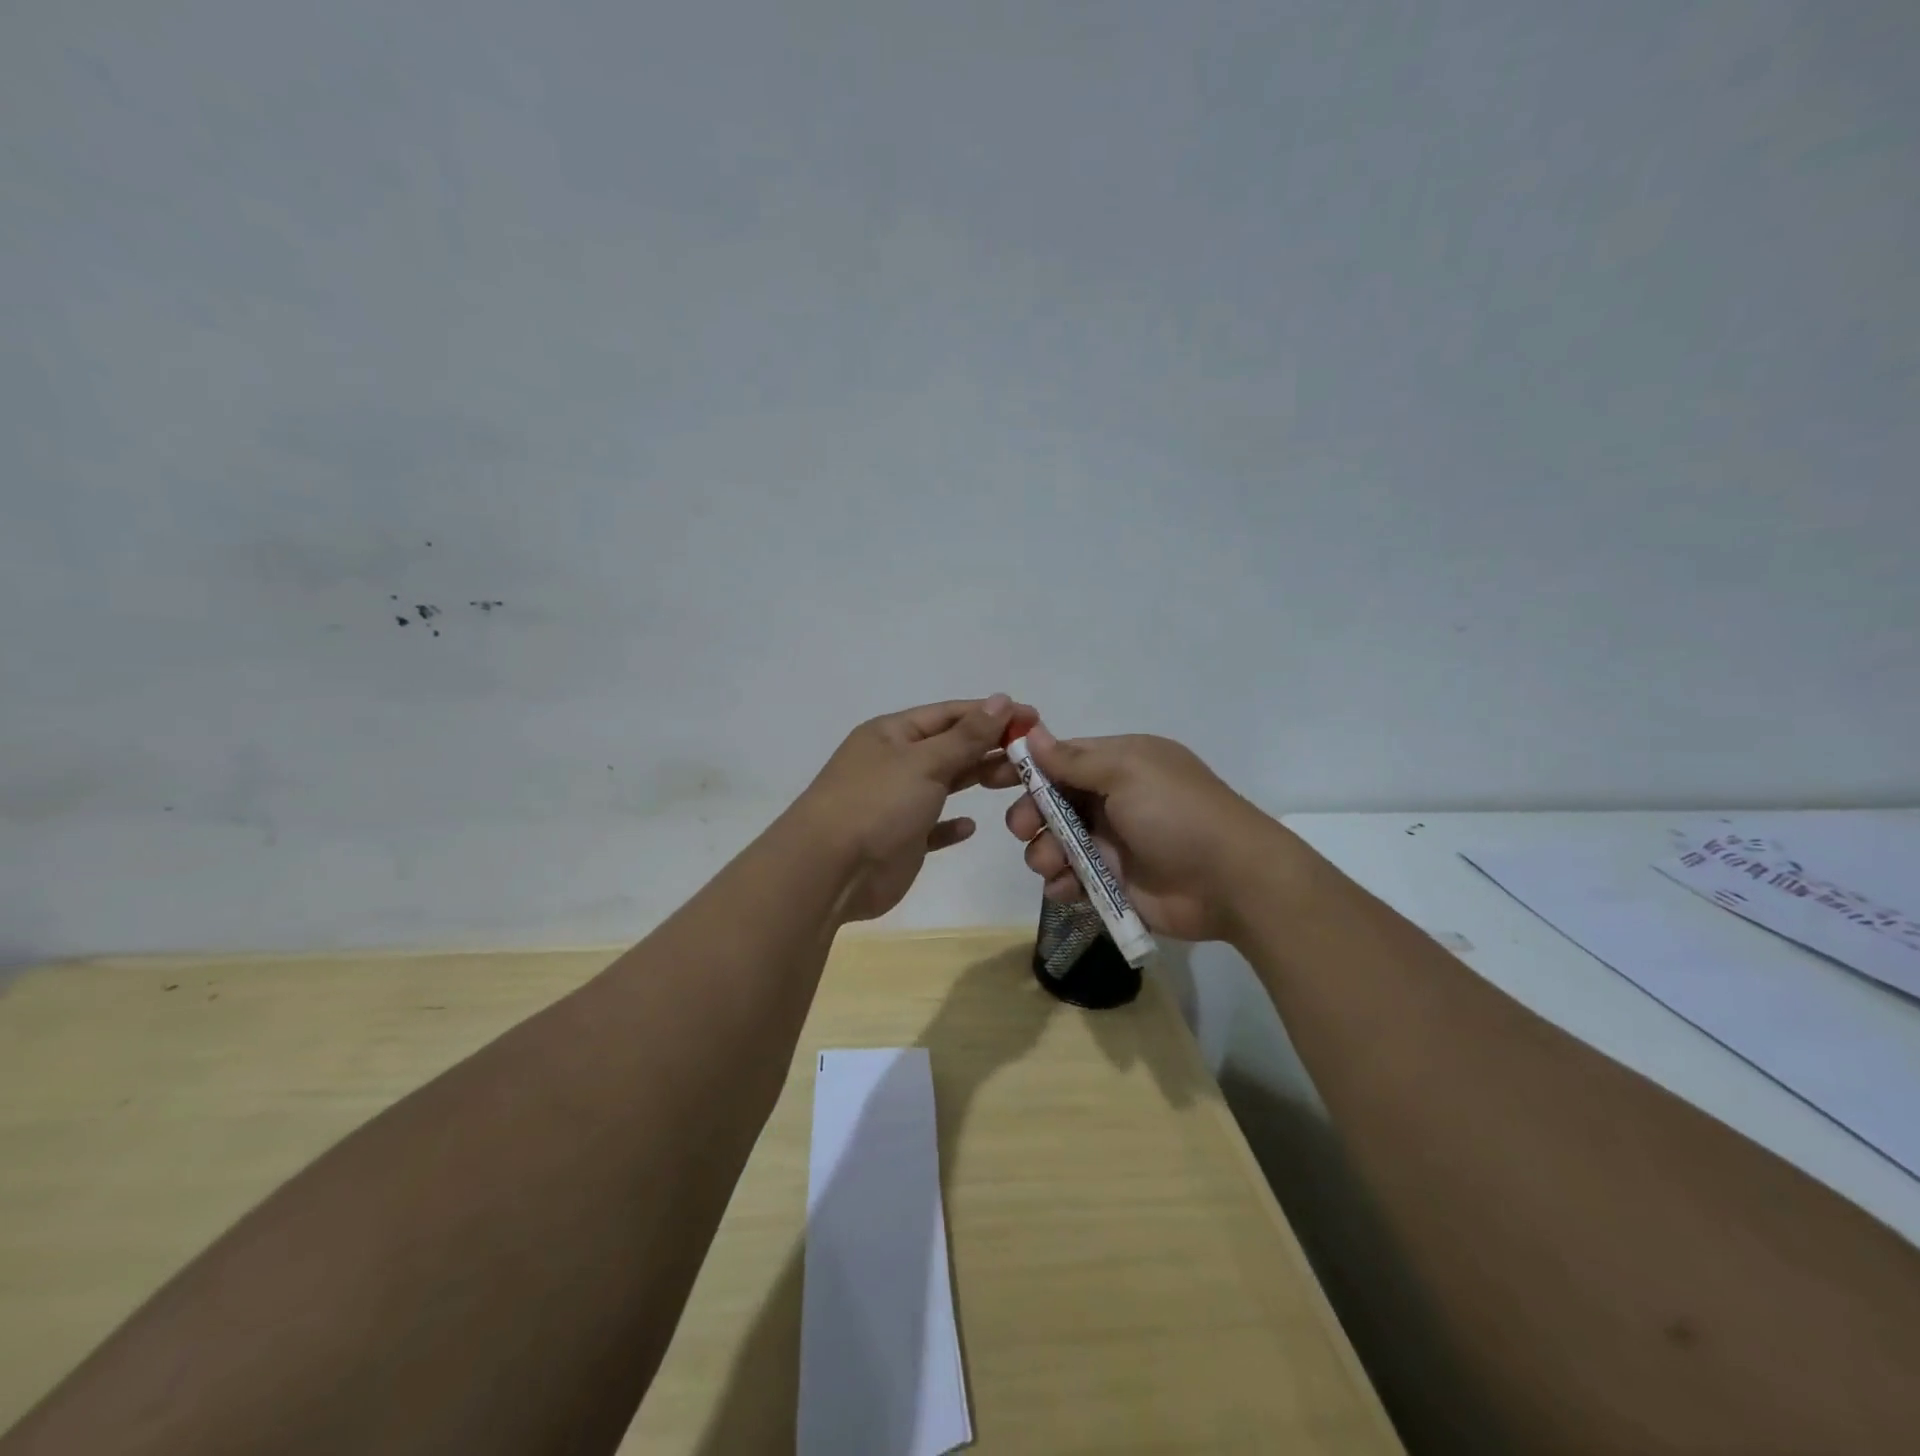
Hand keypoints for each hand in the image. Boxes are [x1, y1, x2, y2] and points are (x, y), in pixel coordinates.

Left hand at [793, 694, 1020, 922]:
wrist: (829, 871)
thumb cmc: (877, 804)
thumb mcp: (924, 762)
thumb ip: (966, 736)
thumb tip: (1001, 700)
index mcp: (892, 734)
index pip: (950, 714)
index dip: (991, 714)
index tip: (1034, 719)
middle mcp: (894, 763)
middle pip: (950, 747)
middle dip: (990, 747)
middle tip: (1034, 757)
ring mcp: (896, 802)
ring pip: (945, 783)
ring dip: (977, 779)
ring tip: (1016, 781)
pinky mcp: (901, 840)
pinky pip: (932, 826)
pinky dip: (951, 824)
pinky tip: (971, 825)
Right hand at [983, 725, 1283, 941]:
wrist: (1231, 882)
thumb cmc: (1177, 814)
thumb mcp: (1127, 772)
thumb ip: (1075, 759)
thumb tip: (1032, 732)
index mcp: (1118, 764)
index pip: (1061, 758)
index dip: (1027, 767)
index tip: (991, 776)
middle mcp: (1112, 799)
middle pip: (1051, 802)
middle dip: (1031, 814)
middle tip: (1025, 829)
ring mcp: (1111, 842)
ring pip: (1055, 842)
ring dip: (1044, 852)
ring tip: (1052, 865)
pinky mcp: (1112, 882)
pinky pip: (1071, 878)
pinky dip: (1061, 883)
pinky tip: (1065, 888)